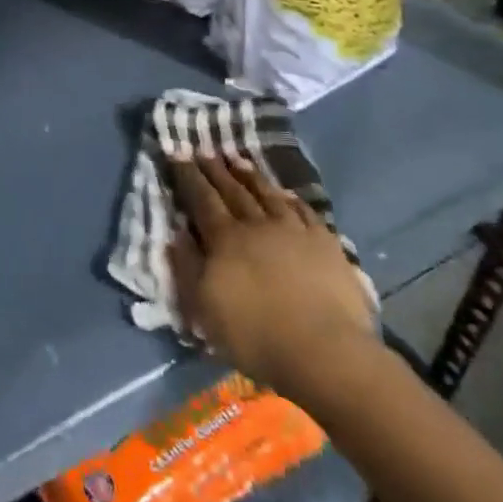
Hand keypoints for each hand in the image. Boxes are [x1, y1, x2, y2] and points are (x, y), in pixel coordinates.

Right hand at [168, 154, 379, 410]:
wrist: (325, 352)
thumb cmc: (255, 334)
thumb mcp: (203, 307)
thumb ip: (187, 266)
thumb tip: (176, 233)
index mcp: (225, 238)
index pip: (201, 198)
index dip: (187, 175)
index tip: (177, 152)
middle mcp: (257, 225)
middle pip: (232, 190)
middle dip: (215, 169)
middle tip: (204, 149)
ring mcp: (294, 231)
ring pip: (267, 194)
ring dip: (250, 175)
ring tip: (238, 158)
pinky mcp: (326, 244)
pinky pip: (304, 211)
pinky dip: (291, 199)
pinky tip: (286, 192)